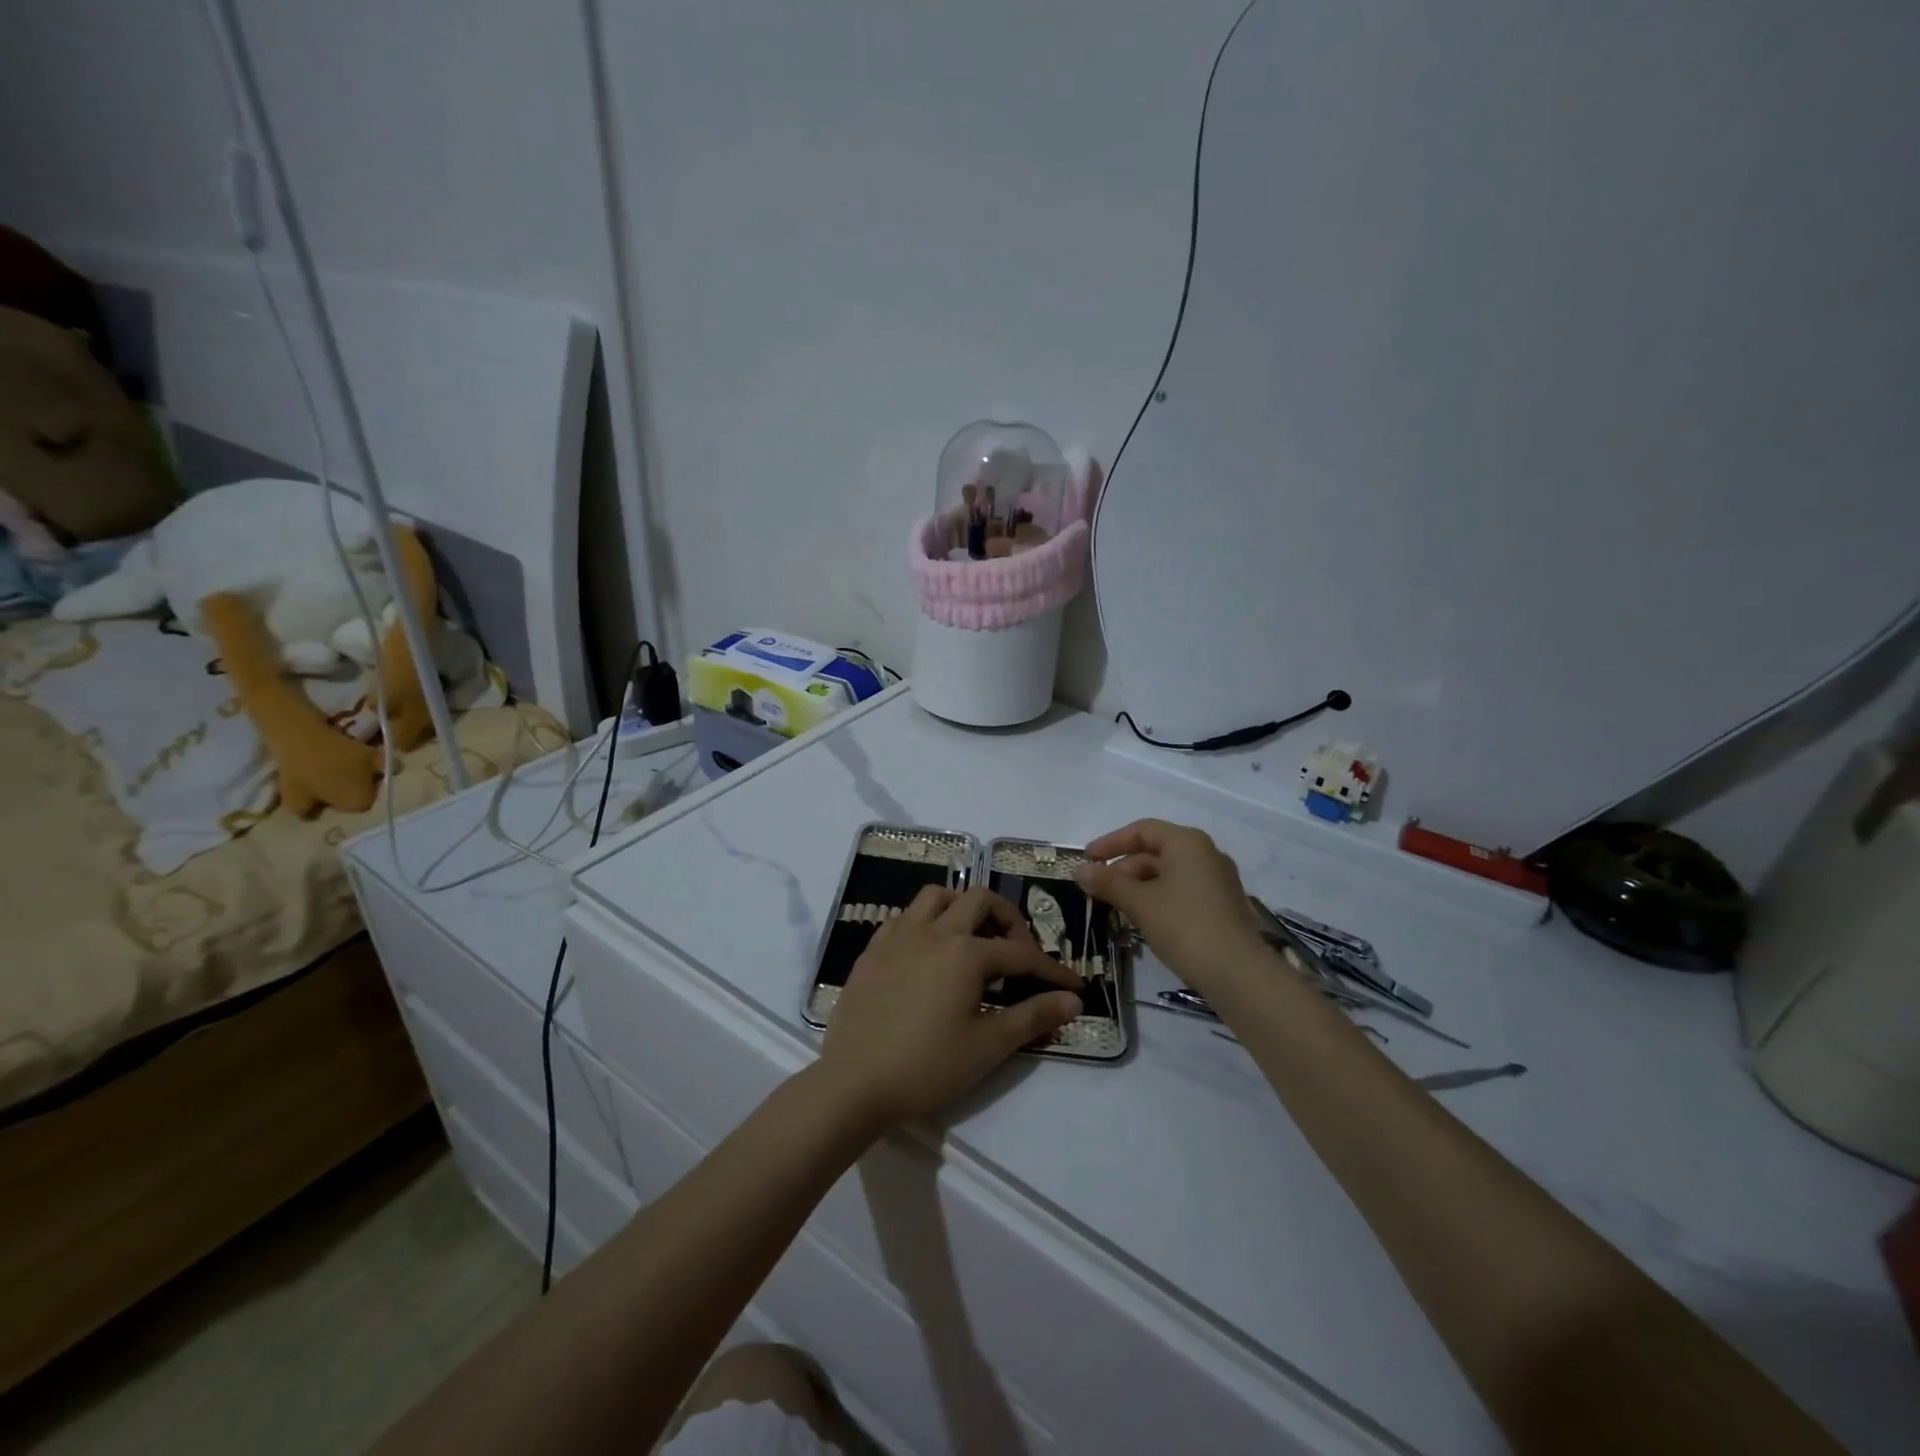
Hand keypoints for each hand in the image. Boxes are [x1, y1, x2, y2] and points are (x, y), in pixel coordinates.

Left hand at [818, 887, 1082, 1131]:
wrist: (853, 1083)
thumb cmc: (926, 1067)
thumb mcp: (987, 1046)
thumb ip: (1032, 1017)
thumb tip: (1072, 1000)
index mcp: (965, 953)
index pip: (1021, 953)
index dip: (1051, 970)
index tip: (1073, 986)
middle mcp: (933, 930)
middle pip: (979, 900)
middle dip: (1008, 920)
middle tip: (1018, 953)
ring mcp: (898, 935)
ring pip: (937, 896)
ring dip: (962, 907)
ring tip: (974, 939)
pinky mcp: (873, 949)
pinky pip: (905, 916)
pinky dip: (927, 922)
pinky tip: (929, 953)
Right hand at [1074, 819, 1267, 992]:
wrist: (1238, 974)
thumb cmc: (1184, 927)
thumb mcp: (1140, 903)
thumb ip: (1108, 883)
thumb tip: (1078, 869)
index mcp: (1187, 843)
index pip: (1142, 830)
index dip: (1111, 843)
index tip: (1087, 860)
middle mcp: (1206, 854)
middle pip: (1156, 851)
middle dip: (1123, 868)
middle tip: (1098, 889)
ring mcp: (1218, 880)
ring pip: (1168, 873)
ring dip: (1139, 886)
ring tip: (1116, 907)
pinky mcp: (1223, 905)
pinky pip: (1182, 890)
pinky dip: (1158, 898)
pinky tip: (1143, 920)